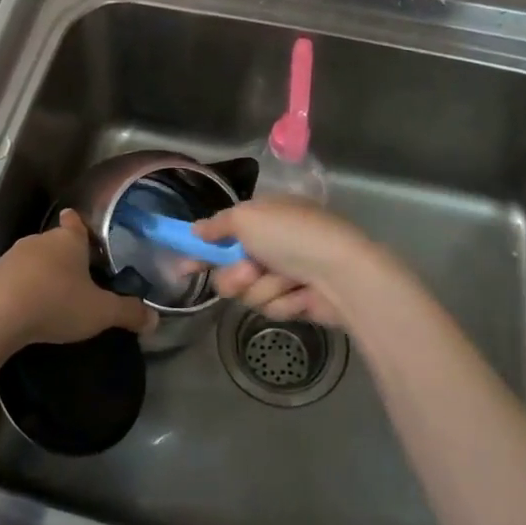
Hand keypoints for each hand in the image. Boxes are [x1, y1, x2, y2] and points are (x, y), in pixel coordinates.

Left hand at [0, 210, 153, 347]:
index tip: (81, 227)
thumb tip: (155, 320)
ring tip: (54, 296)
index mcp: (69, 240)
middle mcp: (40, 240)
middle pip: (56, 242)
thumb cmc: (56, 302)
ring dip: (42, 274)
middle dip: (65, 257)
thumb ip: (127, 313)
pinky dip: (22, 289)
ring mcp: (12, 257)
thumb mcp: (100, 312)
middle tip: (79, 277)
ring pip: (34, 260)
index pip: (76, 222)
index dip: (80, 224)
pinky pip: (14, 278)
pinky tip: (27, 308)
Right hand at [193, 198, 381, 327]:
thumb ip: (217, 225)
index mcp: (265, 217)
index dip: (202, 250)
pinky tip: (302, 294)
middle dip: (237, 275)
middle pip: (231, 270)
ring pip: (250, 292)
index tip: (184, 267)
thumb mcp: (248, 217)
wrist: (342, 274)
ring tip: (287, 281)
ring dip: (264, 288)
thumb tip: (195, 229)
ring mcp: (286, 274)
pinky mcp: (298, 301)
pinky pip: (272, 307)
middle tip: (251, 271)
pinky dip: (284, 301)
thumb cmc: (292, 236)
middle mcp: (274, 244)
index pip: (224, 233)